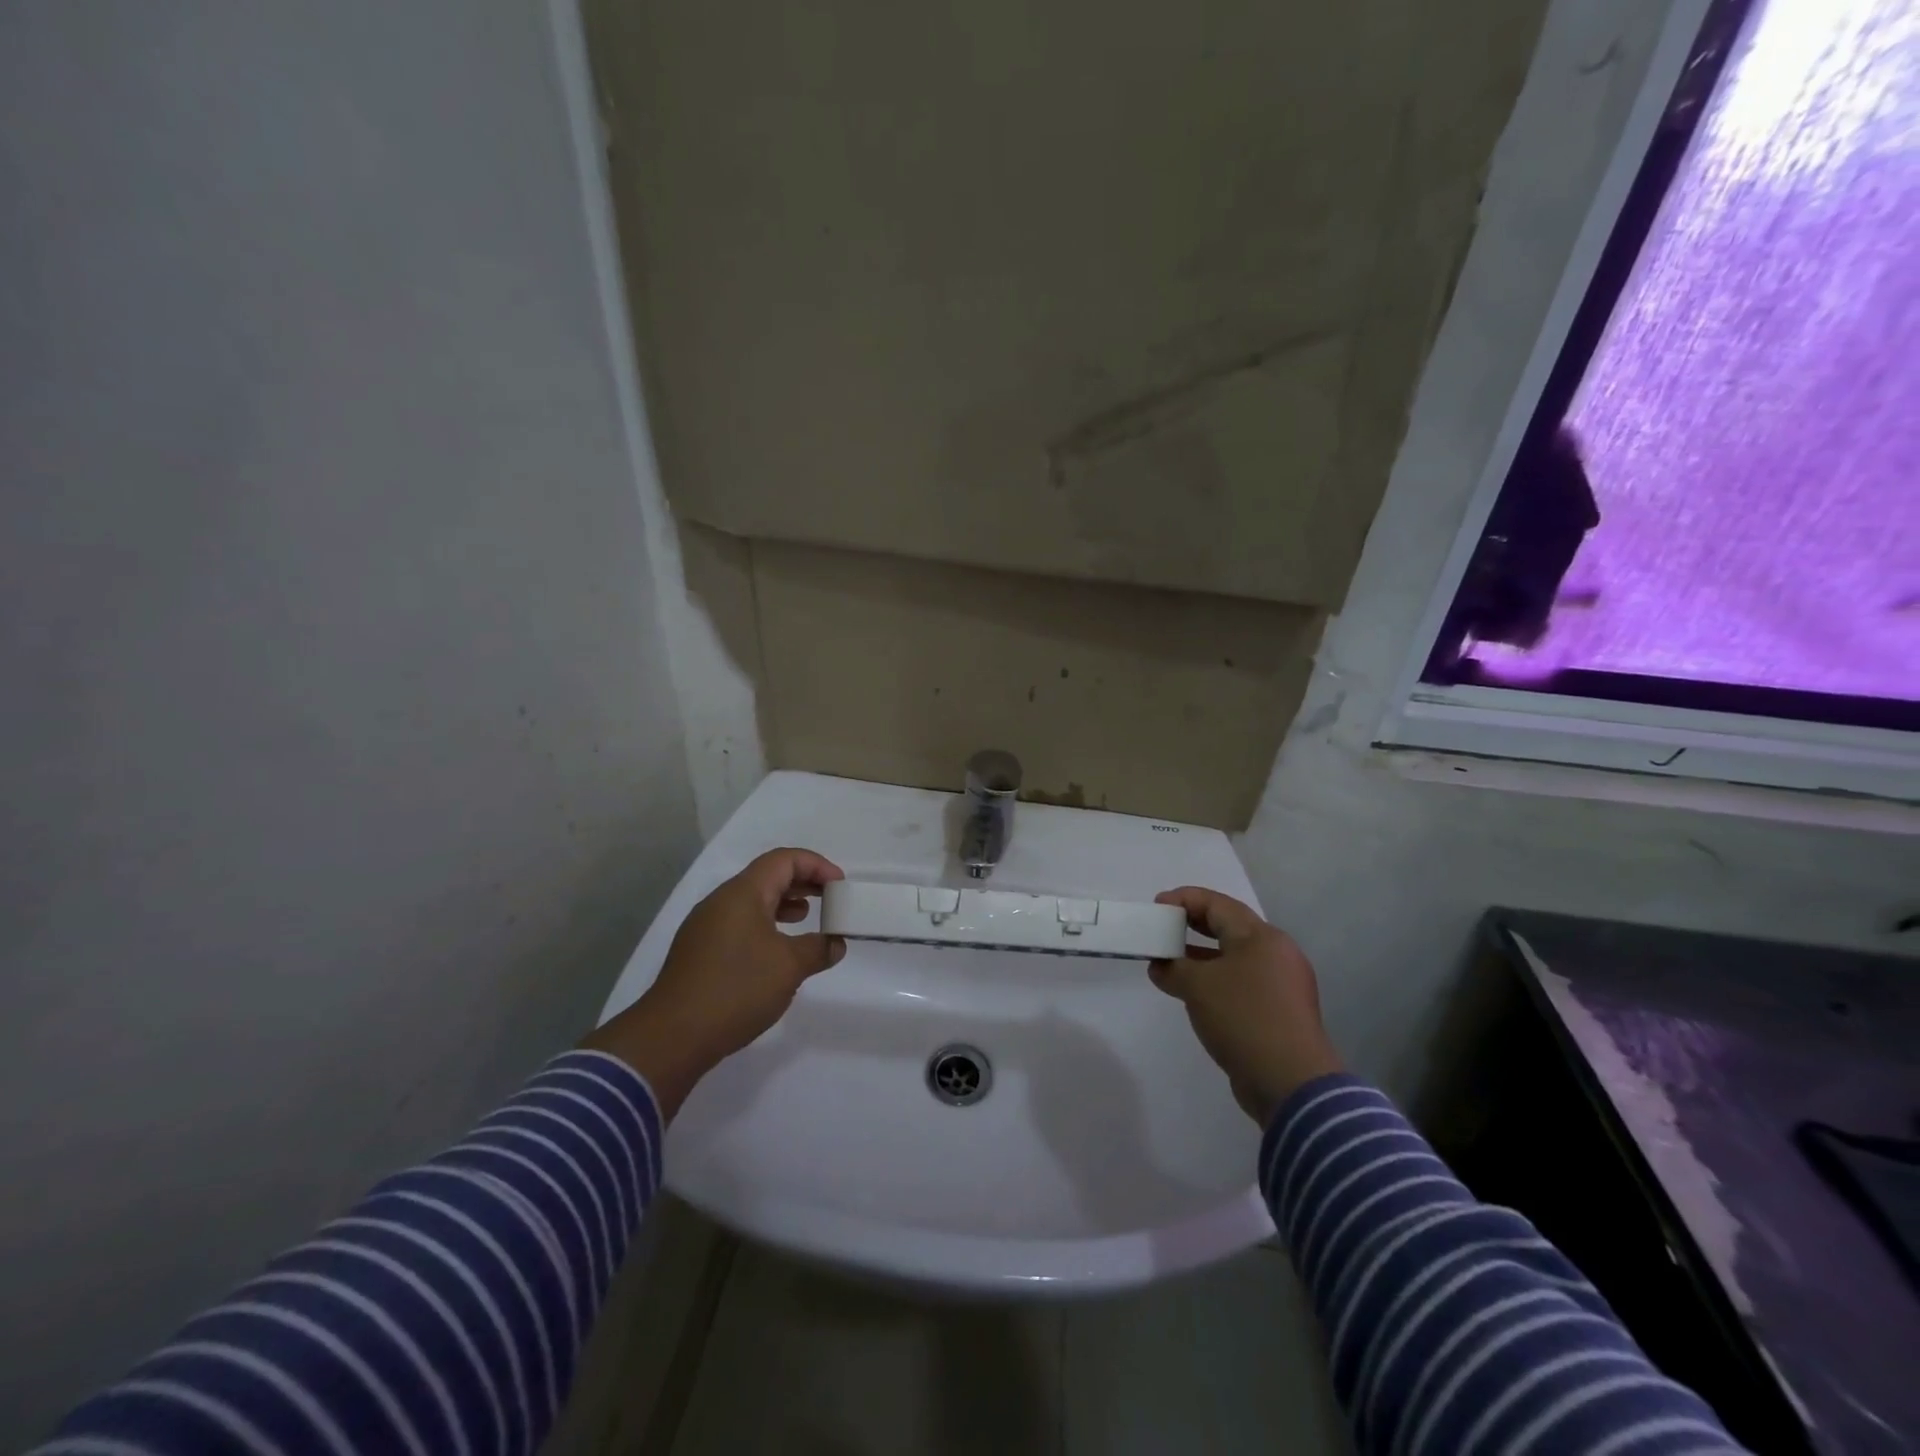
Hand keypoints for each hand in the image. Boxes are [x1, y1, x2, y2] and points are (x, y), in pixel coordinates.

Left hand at [584, 848, 846, 1118]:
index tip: (839, 885)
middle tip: (829, 898)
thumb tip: (835, 943)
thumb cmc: (736, 989)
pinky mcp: (699, 951)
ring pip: (751, 901)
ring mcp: (705, 926)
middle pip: (766, 876)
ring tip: (805, 919)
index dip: (816, 865)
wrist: (672, 1036)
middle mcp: (721, 901)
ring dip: (782, 904)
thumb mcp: (789, 967)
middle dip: (801, 882)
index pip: (784, 860)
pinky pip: (739, 923)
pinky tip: (776, 950)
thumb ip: (818, 949)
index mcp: (742, 893)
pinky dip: (764, 925)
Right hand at [1150, 887, 1343, 1126]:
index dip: (1184, 900)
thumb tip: (1161, 966)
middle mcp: (1276, 954)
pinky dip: (1215, 981)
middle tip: (1163, 929)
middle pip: (1228, 928)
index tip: (1157, 907)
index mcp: (1261, 937)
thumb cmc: (1243, 1018)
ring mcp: (1281, 985)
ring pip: (1234, 958)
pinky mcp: (1279, 1012)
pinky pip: (1241, 983)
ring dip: (1200, 958)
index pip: (1218, 904)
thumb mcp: (1198, 986)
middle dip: (1192, 926)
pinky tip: (1192, 993)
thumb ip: (1173, 968)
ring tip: (1168, 963)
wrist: (1291, 1083)